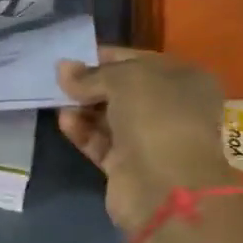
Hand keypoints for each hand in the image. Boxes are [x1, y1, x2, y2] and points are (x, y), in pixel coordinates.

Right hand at [57, 48, 233, 235]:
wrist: (164, 186)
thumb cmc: (156, 117)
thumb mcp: (124, 80)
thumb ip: (91, 74)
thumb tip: (63, 68)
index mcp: (184, 79)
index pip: (139, 60)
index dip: (107, 56)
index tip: (74, 56)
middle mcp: (171, 107)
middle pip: (123, 90)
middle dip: (92, 84)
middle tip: (59, 78)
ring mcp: (150, 139)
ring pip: (110, 117)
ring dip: (84, 107)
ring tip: (58, 99)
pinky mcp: (129, 166)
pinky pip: (101, 142)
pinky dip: (83, 131)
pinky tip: (65, 121)